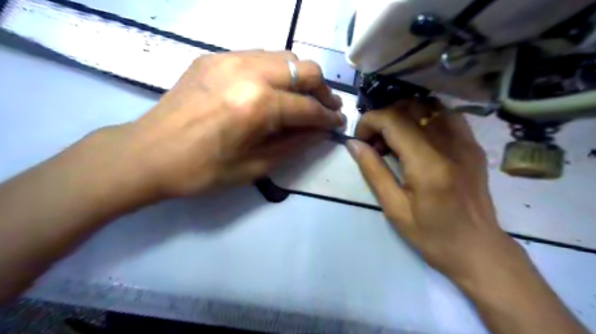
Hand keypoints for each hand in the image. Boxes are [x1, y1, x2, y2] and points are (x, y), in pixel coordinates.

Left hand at [119, 51, 344, 198]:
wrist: (148, 153)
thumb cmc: (203, 170)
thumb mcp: (256, 166)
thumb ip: (295, 144)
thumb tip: (321, 132)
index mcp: (257, 105)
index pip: (308, 107)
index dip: (328, 117)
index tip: (338, 124)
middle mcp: (248, 72)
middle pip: (304, 69)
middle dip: (322, 91)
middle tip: (326, 108)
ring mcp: (229, 59)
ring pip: (284, 57)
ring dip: (301, 78)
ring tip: (303, 99)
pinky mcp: (214, 57)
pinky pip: (259, 57)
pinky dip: (276, 72)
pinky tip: (273, 90)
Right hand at [345, 100, 522, 283]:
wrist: (478, 249)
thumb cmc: (432, 235)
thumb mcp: (394, 208)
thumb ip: (373, 171)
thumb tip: (353, 144)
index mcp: (428, 165)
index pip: (393, 120)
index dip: (369, 121)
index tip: (359, 140)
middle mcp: (450, 145)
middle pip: (410, 107)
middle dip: (383, 118)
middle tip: (374, 142)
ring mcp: (466, 142)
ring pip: (428, 105)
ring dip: (403, 115)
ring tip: (393, 138)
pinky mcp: (473, 145)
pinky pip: (445, 115)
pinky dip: (423, 117)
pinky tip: (415, 137)